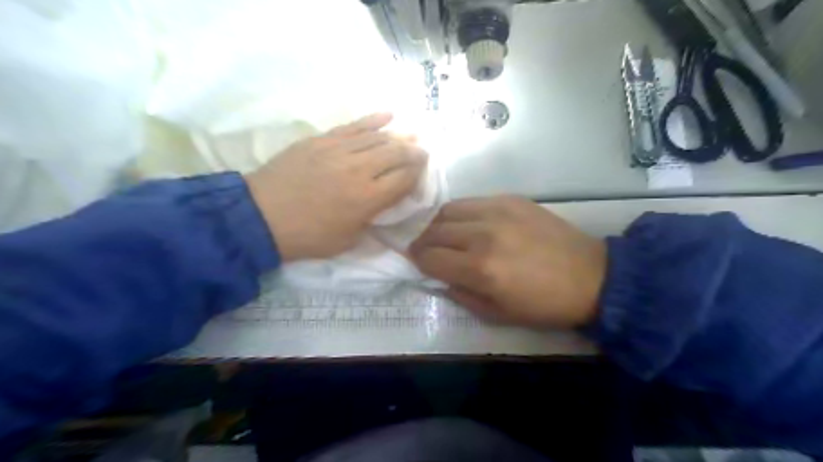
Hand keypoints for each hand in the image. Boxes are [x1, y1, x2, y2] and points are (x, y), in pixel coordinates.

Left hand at [244, 113, 427, 262]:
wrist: (261, 216)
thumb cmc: (307, 236)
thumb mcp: (347, 241)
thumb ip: (370, 222)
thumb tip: (383, 208)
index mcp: (367, 198)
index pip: (403, 179)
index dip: (417, 174)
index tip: (423, 171)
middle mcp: (359, 169)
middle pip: (396, 154)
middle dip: (414, 152)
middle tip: (422, 152)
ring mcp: (339, 150)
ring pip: (378, 138)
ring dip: (398, 137)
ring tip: (410, 136)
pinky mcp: (321, 140)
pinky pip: (353, 126)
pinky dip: (373, 120)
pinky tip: (388, 115)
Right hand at [410, 197, 606, 328]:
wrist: (590, 277)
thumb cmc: (544, 304)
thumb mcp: (496, 314)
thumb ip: (460, 294)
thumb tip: (438, 277)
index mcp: (480, 269)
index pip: (429, 257)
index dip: (417, 261)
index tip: (417, 263)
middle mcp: (483, 235)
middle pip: (434, 230)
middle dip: (423, 242)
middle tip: (426, 250)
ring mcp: (497, 211)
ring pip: (448, 210)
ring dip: (437, 224)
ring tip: (442, 235)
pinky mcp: (511, 199)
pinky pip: (471, 201)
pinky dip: (460, 213)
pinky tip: (467, 224)